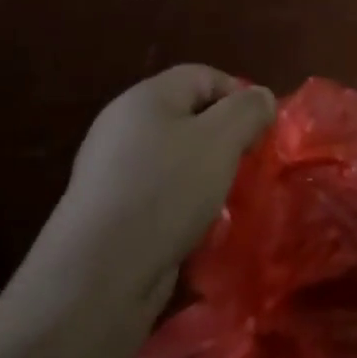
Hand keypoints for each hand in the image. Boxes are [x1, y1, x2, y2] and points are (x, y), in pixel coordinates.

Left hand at [31, 66, 275, 307]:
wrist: (95, 281)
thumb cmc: (165, 192)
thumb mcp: (222, 138)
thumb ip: (249, 109)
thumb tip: (261, 97)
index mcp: (145, 98)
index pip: (204, 76)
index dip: (239, 96)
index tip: (260, 130)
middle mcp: (123, 128)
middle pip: (190, 117)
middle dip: (225, 138)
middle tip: (246, 164)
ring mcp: (112, 173)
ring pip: (178, 158)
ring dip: (208, 175)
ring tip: (225, 198)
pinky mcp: (110, 214)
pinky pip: (161, 194)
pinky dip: (184, 205)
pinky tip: (198, 227)